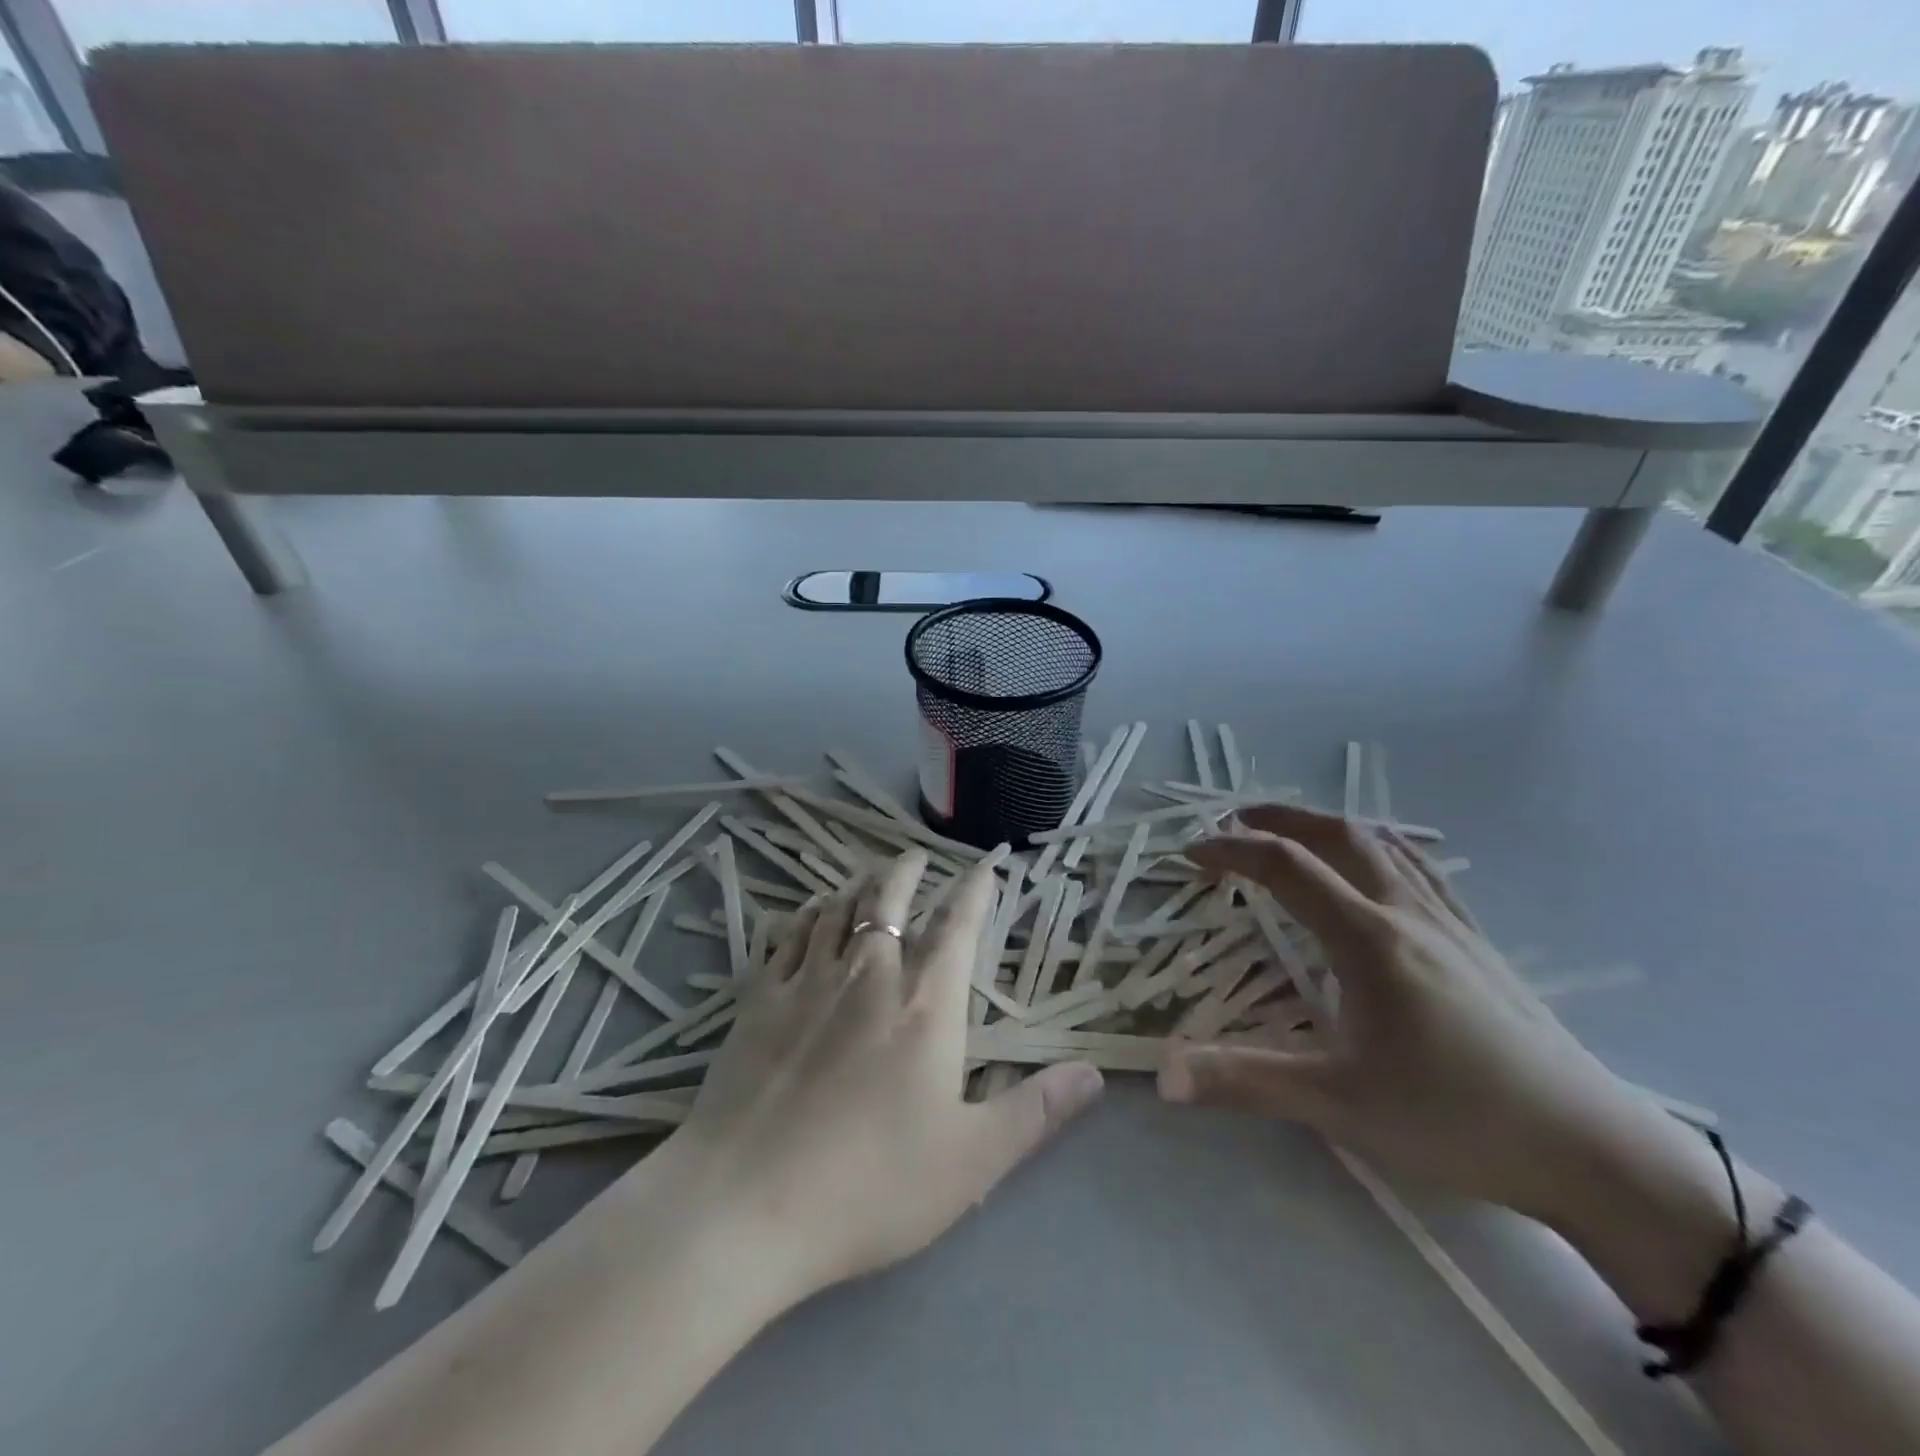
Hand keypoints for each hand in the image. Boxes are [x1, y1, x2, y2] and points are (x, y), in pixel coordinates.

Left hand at [674, 848, 1104, 1297]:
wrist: (745, 1204)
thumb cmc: (870, 1185)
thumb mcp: (971, 1161)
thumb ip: (1036, 1111)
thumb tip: (1094, 1073)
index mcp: (926, 1005)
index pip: (958, 926)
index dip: (975, 890)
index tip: (985, 865)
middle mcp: (870, 974)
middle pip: (889, 899)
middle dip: (907, 871)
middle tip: (915, 858)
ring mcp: (808, 981)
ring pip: (838, 908)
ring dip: (858, 885)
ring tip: (868, 877)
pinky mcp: (759, 999)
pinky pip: (788, 934)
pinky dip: (806, 913)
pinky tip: (809, 911)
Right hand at [1160, 805, 1689, 1231]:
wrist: (1595, 1153)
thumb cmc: (1457, 1121)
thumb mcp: (1339, 1104)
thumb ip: (1245, 1081)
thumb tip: (1163, 1074)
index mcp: (1368, 939)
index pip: (1285, 867)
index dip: (1231, 851)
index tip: (1191, 854)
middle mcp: (1408, 914)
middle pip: (1338, 836)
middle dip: (1281, 818)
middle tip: (1237, 820)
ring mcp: (1452, 925)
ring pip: (1385, 845)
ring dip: (1330, 827)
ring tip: (1297, 833)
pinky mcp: (1482, 945)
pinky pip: (1422, 870)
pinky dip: (1380, 849)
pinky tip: (1379, 873)